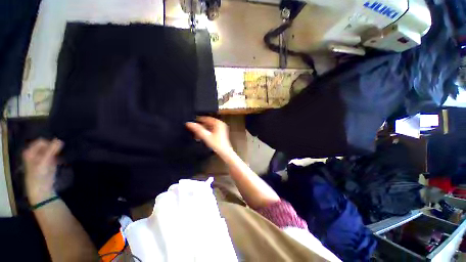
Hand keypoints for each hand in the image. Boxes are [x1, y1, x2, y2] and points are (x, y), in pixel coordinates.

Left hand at [23, 138, 62, 203]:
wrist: (41, 189)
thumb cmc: (40, 175)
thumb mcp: (45, 161)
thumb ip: (52, 150)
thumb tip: (60, 140)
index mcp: (30, 151)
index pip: (41, 142)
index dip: (49, 145)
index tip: (54, 152)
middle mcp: (33, 153)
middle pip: (46, 146)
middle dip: (52, 150)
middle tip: (55, 157)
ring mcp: (40, 159)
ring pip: (50, 151)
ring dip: (55, 154)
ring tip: (55, 161)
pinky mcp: (46, 163)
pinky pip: (52, 156)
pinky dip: (56, 158)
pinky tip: (56, 164)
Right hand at [186, 116, 233, 156]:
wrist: (225, 153)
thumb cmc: (217, 145)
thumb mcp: (206, 137)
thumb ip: (197, 130)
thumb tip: (189, 123)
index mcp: (218, 123)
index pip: (206, 118)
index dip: (198, 120)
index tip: (191, 123)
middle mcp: (220, 124)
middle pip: (207, 123)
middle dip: (200, 127)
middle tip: (193, 130)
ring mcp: (221, 129)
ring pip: (209, 127)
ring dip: (202, 130)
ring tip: (196, 135)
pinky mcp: (220, 133)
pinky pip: (211, 130)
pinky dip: (206, 133)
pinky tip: (201, 138)